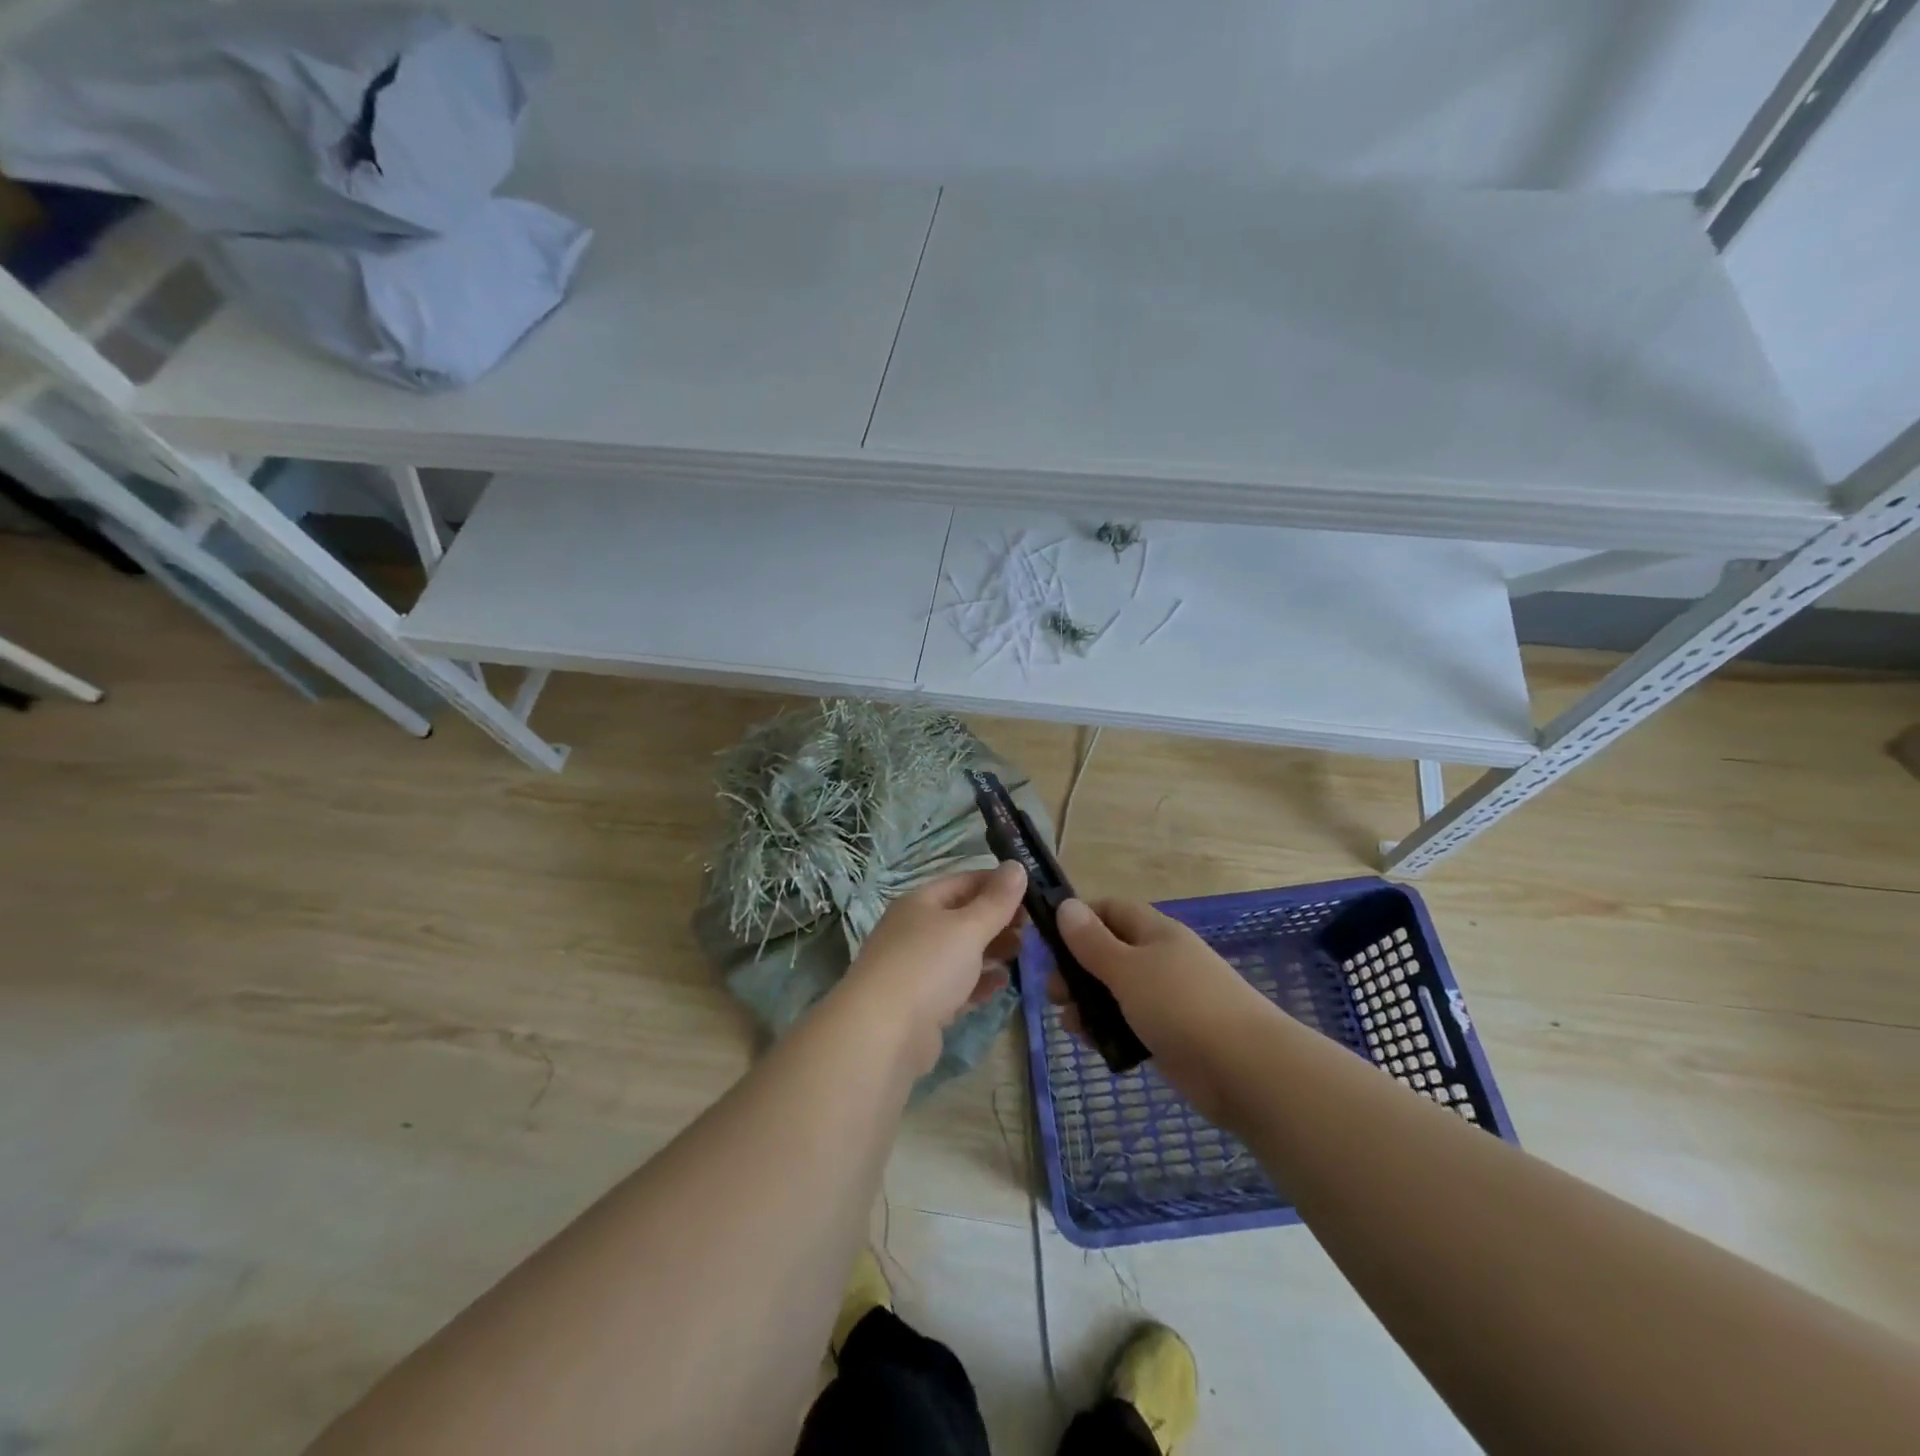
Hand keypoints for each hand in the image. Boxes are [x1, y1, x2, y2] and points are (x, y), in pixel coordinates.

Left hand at [839, 864, 1028, 1069]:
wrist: (883, 1033)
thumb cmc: (927, 966)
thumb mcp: (968, 927)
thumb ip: (997, 900)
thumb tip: (1016, 865)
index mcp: (921, 903)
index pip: (964, 882)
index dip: (997, 883)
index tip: (1033, 893)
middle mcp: (915, 931)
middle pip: (963, 917)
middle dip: (998, 919)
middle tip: (1032, 928)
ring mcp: (917, 968)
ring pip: (961, 952)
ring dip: (992, 950)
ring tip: (1022, 953)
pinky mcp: (923, 1004)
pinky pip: (958, 985)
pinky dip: (980, 982)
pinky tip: (1003, 983)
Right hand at [1052, 897, 1277, 1124]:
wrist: (1246, 1070)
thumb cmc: (1181, 1006)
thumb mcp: (1128, 969)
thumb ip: (1093, 942)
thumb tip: (1065, 906)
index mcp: (1156, 932)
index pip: (1111, 910)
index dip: (1080, 919)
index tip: (1050, 943)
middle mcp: (1162, 959)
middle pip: (1110, 952)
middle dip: (1077, 969)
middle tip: (1054, 994)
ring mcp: (1168, 998)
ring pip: (1117, 991)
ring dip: (1088, 1003)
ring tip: (1070, 1024)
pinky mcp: (1171, 1035)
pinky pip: (1130, 1023)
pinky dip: (1109, 1030)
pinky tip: (1094, 1045)